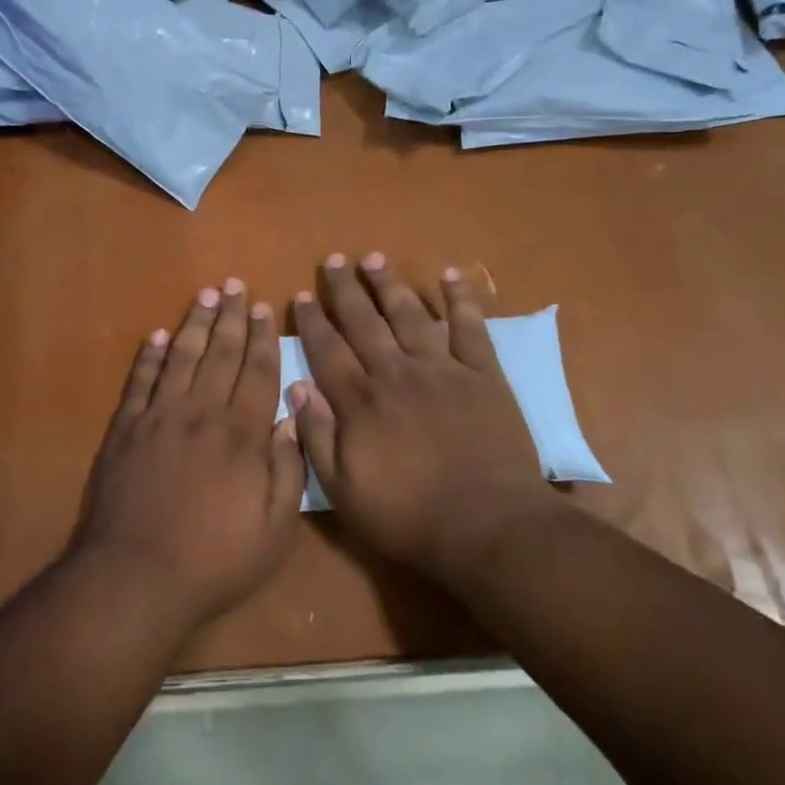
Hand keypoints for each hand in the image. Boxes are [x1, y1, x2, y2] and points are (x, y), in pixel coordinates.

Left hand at [71, 279, 304, 627]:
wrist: (136, 576)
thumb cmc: (215, 560)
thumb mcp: (274, 529)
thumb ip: (288, 470)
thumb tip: (290, 418)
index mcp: (241, 434)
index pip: (257, 372)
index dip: (263, 339)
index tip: (265, 309)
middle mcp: (201, 413)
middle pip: (220, 354)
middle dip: (231, 317)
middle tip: (235, 285)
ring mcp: (158, 417)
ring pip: (181, 358)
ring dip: (194, 324)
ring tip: (204, 296)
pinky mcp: (125, 430)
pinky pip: (140, 381)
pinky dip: (150, 356)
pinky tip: (158, 336)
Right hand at [290, 254, 550, 585]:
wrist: (488, 526)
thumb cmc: (409, 516)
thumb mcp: (344, 490)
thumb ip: (316, 436)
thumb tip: (296, 386)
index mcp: (361, 401)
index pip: (328, 350)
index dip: (313, 321)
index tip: (303, 295)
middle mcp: (396, 373)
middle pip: (364, 322)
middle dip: (346, 290)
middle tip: (334, 260)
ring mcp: (442, 370)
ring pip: (409, 315)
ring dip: (390, 284)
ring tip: (374, 258)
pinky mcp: (483, 375)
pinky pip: (470, 328)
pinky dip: (461, 299)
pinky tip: (451, 275)